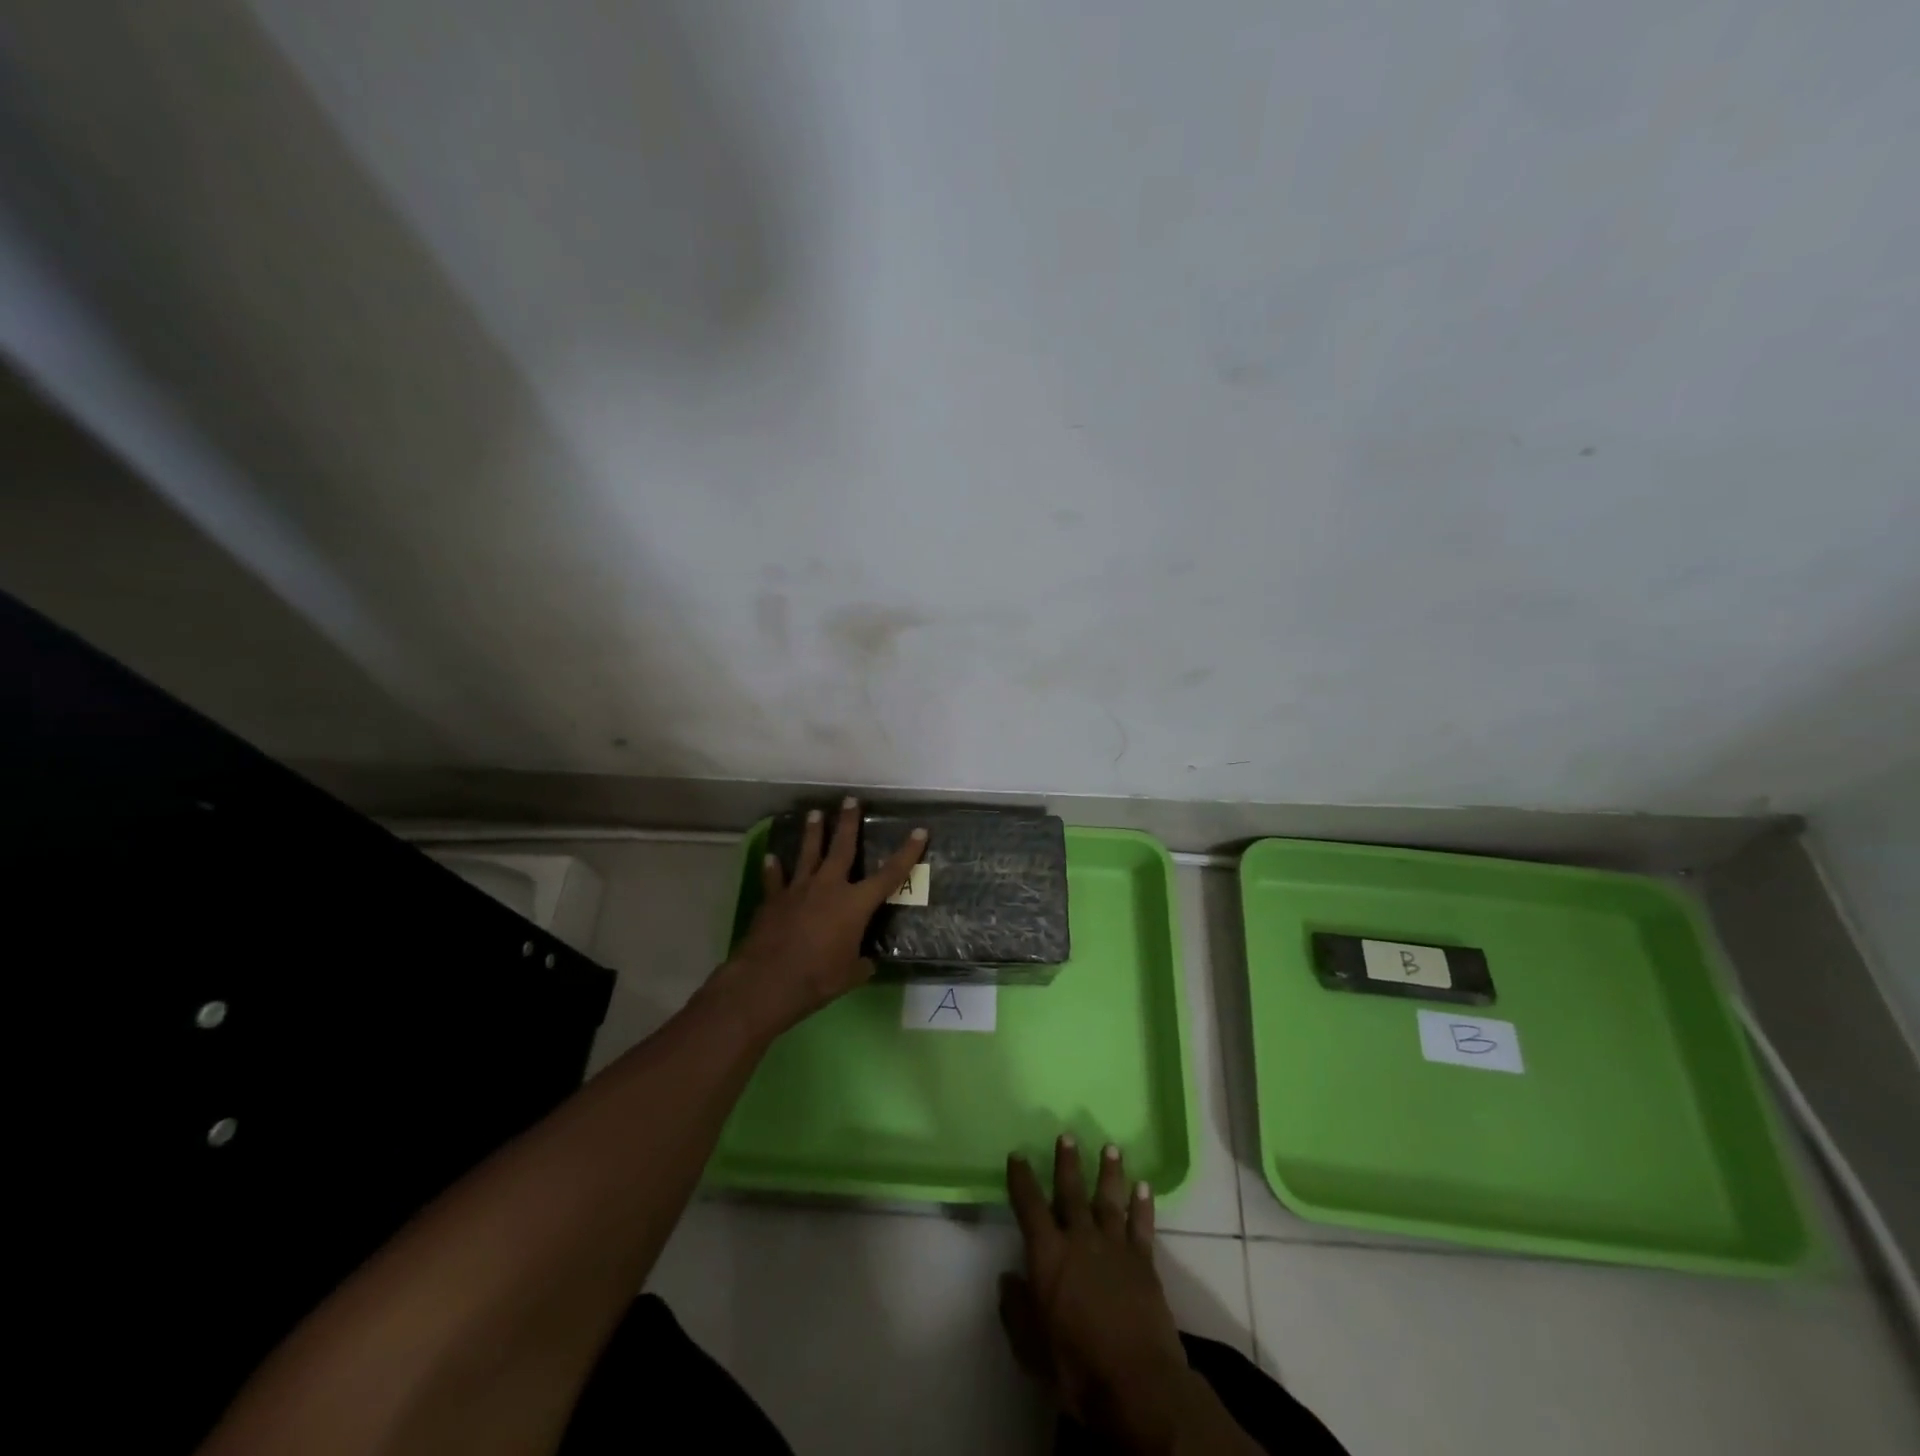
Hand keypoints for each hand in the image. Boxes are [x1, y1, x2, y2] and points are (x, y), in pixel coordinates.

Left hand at [709, 797, 925, 1038]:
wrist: (768, 980)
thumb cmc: (818, 978)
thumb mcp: (851, 974)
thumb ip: (861, 962)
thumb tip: (866, 962)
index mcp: (855, 904)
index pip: (889, 875)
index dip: (907, 853)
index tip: (919, 831)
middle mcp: (829, 888)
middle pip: (842, 848)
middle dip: (848, 822)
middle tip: (850, 799)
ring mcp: (798, 890)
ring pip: (808, 854)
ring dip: (813, 833)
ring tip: (814, 813)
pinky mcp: (773, 900)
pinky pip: (775, 879)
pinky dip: (773, 868)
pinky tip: (771, 856)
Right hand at [1002, 1136, 1194, 1447]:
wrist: (1136, 1383)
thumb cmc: (1076, 1367)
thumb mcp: (1031, 1347)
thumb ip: (1016, 1309)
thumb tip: (1007, 1279)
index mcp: (1048, 1255)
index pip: (1029, 1206)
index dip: (1021, 1179)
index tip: (1017, 1155)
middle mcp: (1080, 1240)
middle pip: (1071, 1192)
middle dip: (1067, 1163)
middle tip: (1067, 1135)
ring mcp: (1115, 1247)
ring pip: (1109, 1199)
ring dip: (1109, 1172)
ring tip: (1111, 1147)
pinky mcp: (1143, 1262)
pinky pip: (1141, 1226)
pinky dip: (1142, 1205)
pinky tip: (1144, 1186)